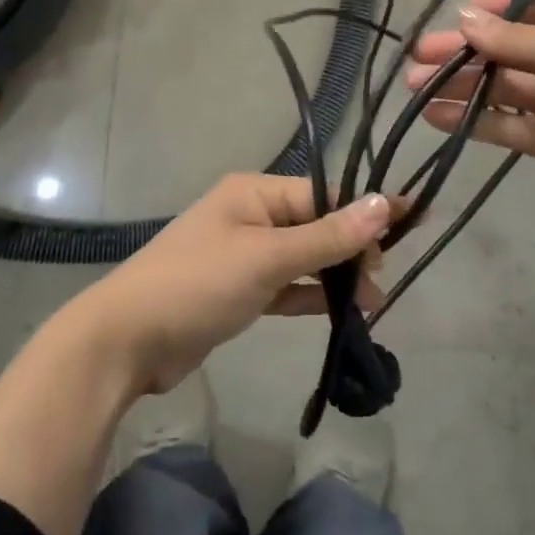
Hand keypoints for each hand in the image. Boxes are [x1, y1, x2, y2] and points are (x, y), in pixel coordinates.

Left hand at [72, 175, 398, 396]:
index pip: (322, 194)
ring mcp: (243, 254)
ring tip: (373, 301)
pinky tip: (342, 310)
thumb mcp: (267, 257)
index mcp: (254, 192)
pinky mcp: (238, 291)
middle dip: (351, 248)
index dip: (364, 211)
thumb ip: (328, 236)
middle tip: (383, 279)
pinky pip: (285, 285)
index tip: (409, 225)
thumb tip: (384, 203)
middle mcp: (250, 215)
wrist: (125, 342)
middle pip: (315, 224)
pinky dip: (311, 295)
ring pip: (303, 257)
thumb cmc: (198, 284)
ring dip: (335, 275)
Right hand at [406, 0, 534, 242]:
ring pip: (501, 87)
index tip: (451, 14)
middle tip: (416, 57)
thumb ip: (514, 38)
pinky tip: (434, 115)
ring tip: (414, 86)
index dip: (492, 9)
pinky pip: (504, 123)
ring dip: (460, 85)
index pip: (534, 6)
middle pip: (509, 48)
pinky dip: (471, 118)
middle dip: (465, 51)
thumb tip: (465, 17)